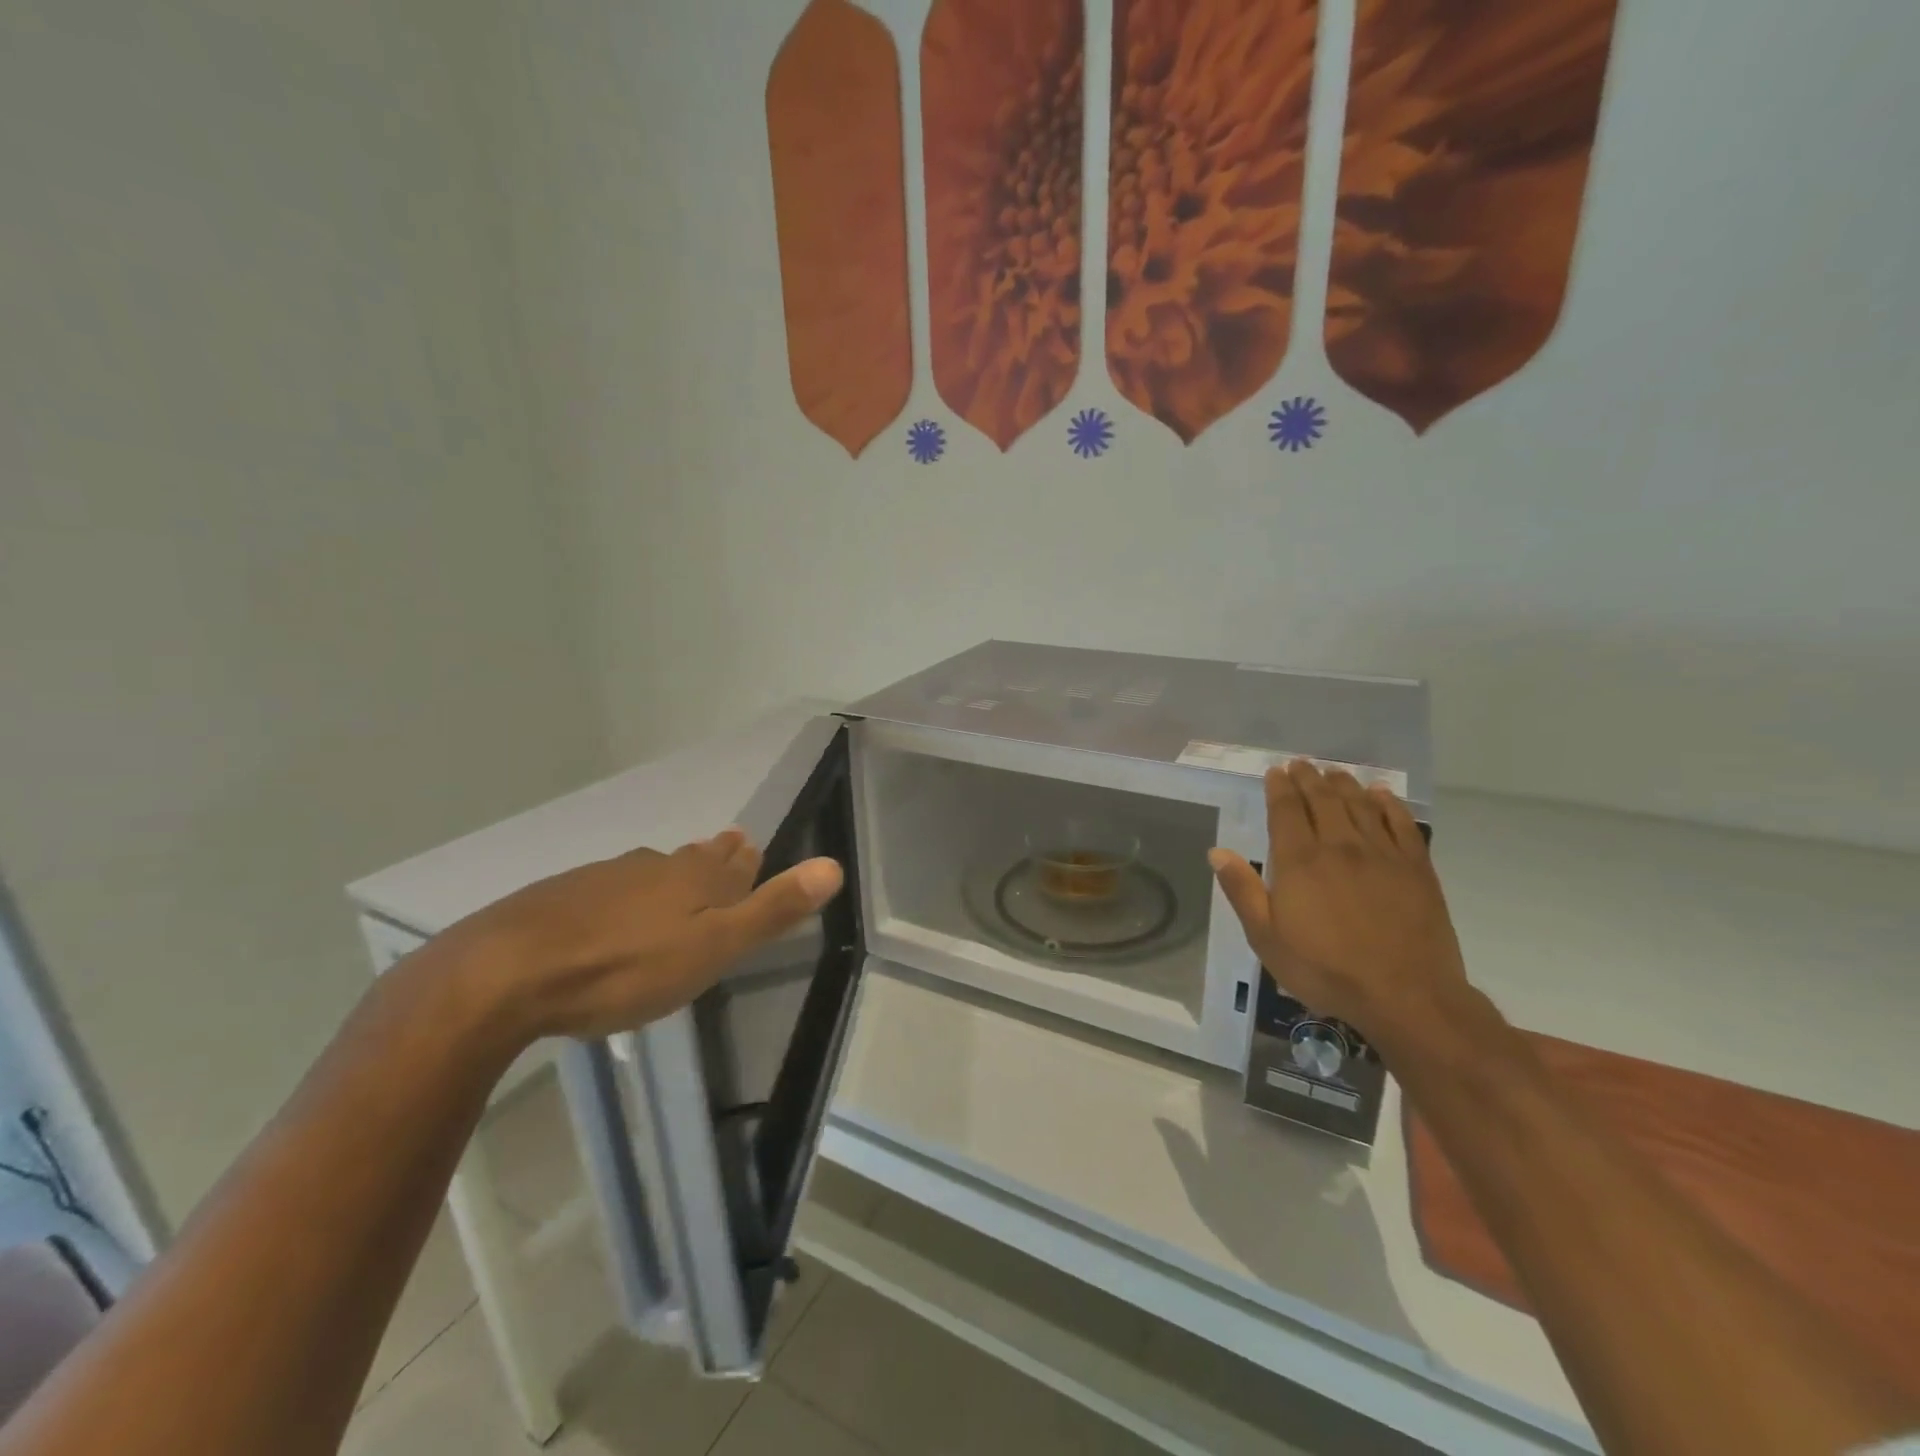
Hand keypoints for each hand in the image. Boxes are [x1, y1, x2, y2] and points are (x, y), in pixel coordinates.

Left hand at [431, 829, 843, 1044]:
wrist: (505, 974)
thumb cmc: (625, 967)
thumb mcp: (712, 948)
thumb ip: (771, 909)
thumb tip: (834, 866)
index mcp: (692, 879)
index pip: (731, 862)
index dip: (745, 858)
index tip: (750, 845)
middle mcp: (651, 868)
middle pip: (692, 859)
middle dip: (711, 858)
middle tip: (725, 848)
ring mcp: (601, 879)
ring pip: (649, 872)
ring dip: (668, 874)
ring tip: (676, 876)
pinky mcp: (558, 899)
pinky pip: (607, 890)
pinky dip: (622, 895)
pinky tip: (611, 911)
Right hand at [1208, 761, 1469, 1048]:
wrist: (1406, 995)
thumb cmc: (1326, 970)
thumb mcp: (1267, 938)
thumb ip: (1243, 891)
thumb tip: (1217, 852)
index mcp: (1300, 861)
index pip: (1285, 811)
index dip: (1279, 788)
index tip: (1276, 772)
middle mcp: (1339, 846)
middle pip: (1322, 800)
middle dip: (1309, 778)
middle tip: (1302, 764)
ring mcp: (1382, 854)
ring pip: (1360, 805)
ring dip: (1344, 784)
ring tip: (1334, 772)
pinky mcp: (1416, 868)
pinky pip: (1402, 824)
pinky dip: (1389, 805)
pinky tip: (1381, 795)